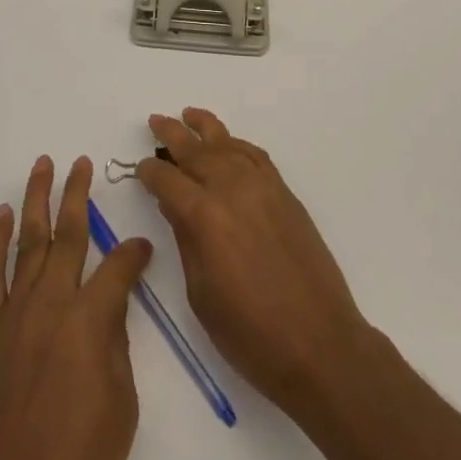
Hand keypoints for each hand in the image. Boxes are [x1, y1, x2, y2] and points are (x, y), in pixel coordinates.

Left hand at [0, 155, 153, 459]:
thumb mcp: (121, 404)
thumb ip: (114, 342)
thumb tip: (109, 305)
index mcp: (89, 320)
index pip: (118, 265)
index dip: (134, 252)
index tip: (145, 246)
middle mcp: (51, 304)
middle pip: (68, 235)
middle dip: (78, 194)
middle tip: (83, 163)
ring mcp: (15, 315)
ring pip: (28, 241)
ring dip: (35, 200)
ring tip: (43, 166)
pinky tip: (3, 216)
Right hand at [136, 109, 368, 413]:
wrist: (320, 344)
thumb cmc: (251, 335)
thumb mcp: (202, 295)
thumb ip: (186, 241)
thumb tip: (174, 206)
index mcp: (205, 217)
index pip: (168, 181)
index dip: (150, 173)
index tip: (140, 170)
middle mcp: (232, 189)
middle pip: (195, 151)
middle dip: (171, 135)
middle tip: (155, 121)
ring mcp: (262, 187)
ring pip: (227, 143)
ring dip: (204, 127)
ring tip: (188, 115)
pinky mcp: (284, 193)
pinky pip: (255, 155)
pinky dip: (237, 144)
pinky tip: (228, 145)